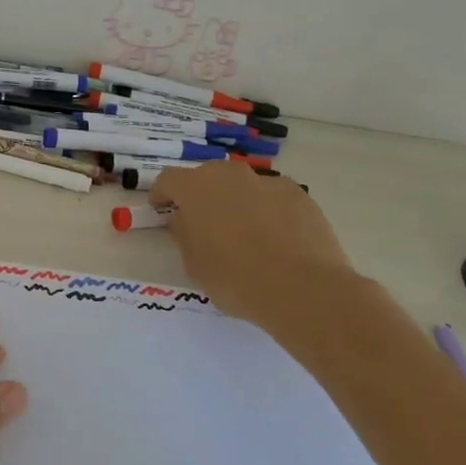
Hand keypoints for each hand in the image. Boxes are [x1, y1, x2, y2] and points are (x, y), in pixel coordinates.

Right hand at [148, 163, 356, 327]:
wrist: (303, 289)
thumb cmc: (235, 278)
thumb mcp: (193, 263)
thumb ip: (184, 233)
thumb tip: (186, 220)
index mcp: (196, 188)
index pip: (169, 180)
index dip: (162, 195)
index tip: (162, 210)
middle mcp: (231, 175)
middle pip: (208, 176)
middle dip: (202, 195)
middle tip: (204, 223)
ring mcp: (269, 182)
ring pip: (243, 186)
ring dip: (237, 202)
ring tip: (245, 235)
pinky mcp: (300, 195)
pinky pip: (273, 198)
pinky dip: (268, 211)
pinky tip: (276, 240)